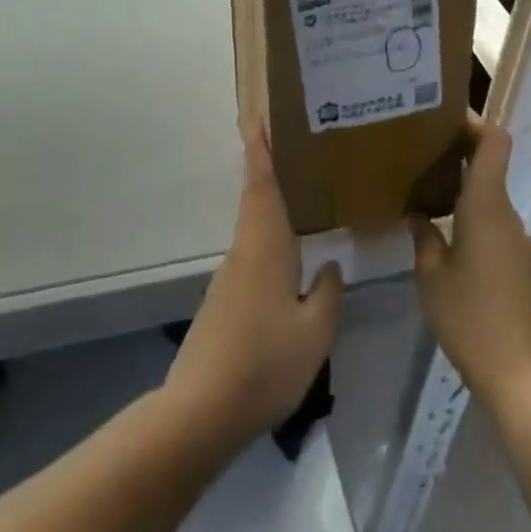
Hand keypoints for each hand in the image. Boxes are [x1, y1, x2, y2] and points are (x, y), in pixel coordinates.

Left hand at [165, 133, 342, 448]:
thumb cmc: (265, 363)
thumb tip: (328, 264)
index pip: (262, 188)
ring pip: (253, 233)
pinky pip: (250, 259)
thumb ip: (326, 293)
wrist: (202, 410)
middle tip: (291, 152)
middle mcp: (242, 254)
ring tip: (299, 203)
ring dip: (269, 210)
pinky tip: (286, 265)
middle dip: (267, 174)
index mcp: (265, 248)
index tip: (256, 121)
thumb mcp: (314, 331)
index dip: (260, 153)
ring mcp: (228, 280)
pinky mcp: (222, 304)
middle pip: (255, 204)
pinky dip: (267, 245)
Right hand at [411, 116, 530, 402]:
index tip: (442, 118)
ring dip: (461, 182)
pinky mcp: (516, 258)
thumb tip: (418, 213)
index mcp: (486, 205)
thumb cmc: (470, 317)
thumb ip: (424, 236)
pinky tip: (441, 226)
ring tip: (422, 185)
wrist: (518, 370)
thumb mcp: (431, 275)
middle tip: (417, 148)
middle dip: (457, 150)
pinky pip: (491, 217)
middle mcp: (506, 212)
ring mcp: (515, 236)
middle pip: (489, 162)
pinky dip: (468, 209)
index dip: (475, 122)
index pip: (495, 142)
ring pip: (488, 191)